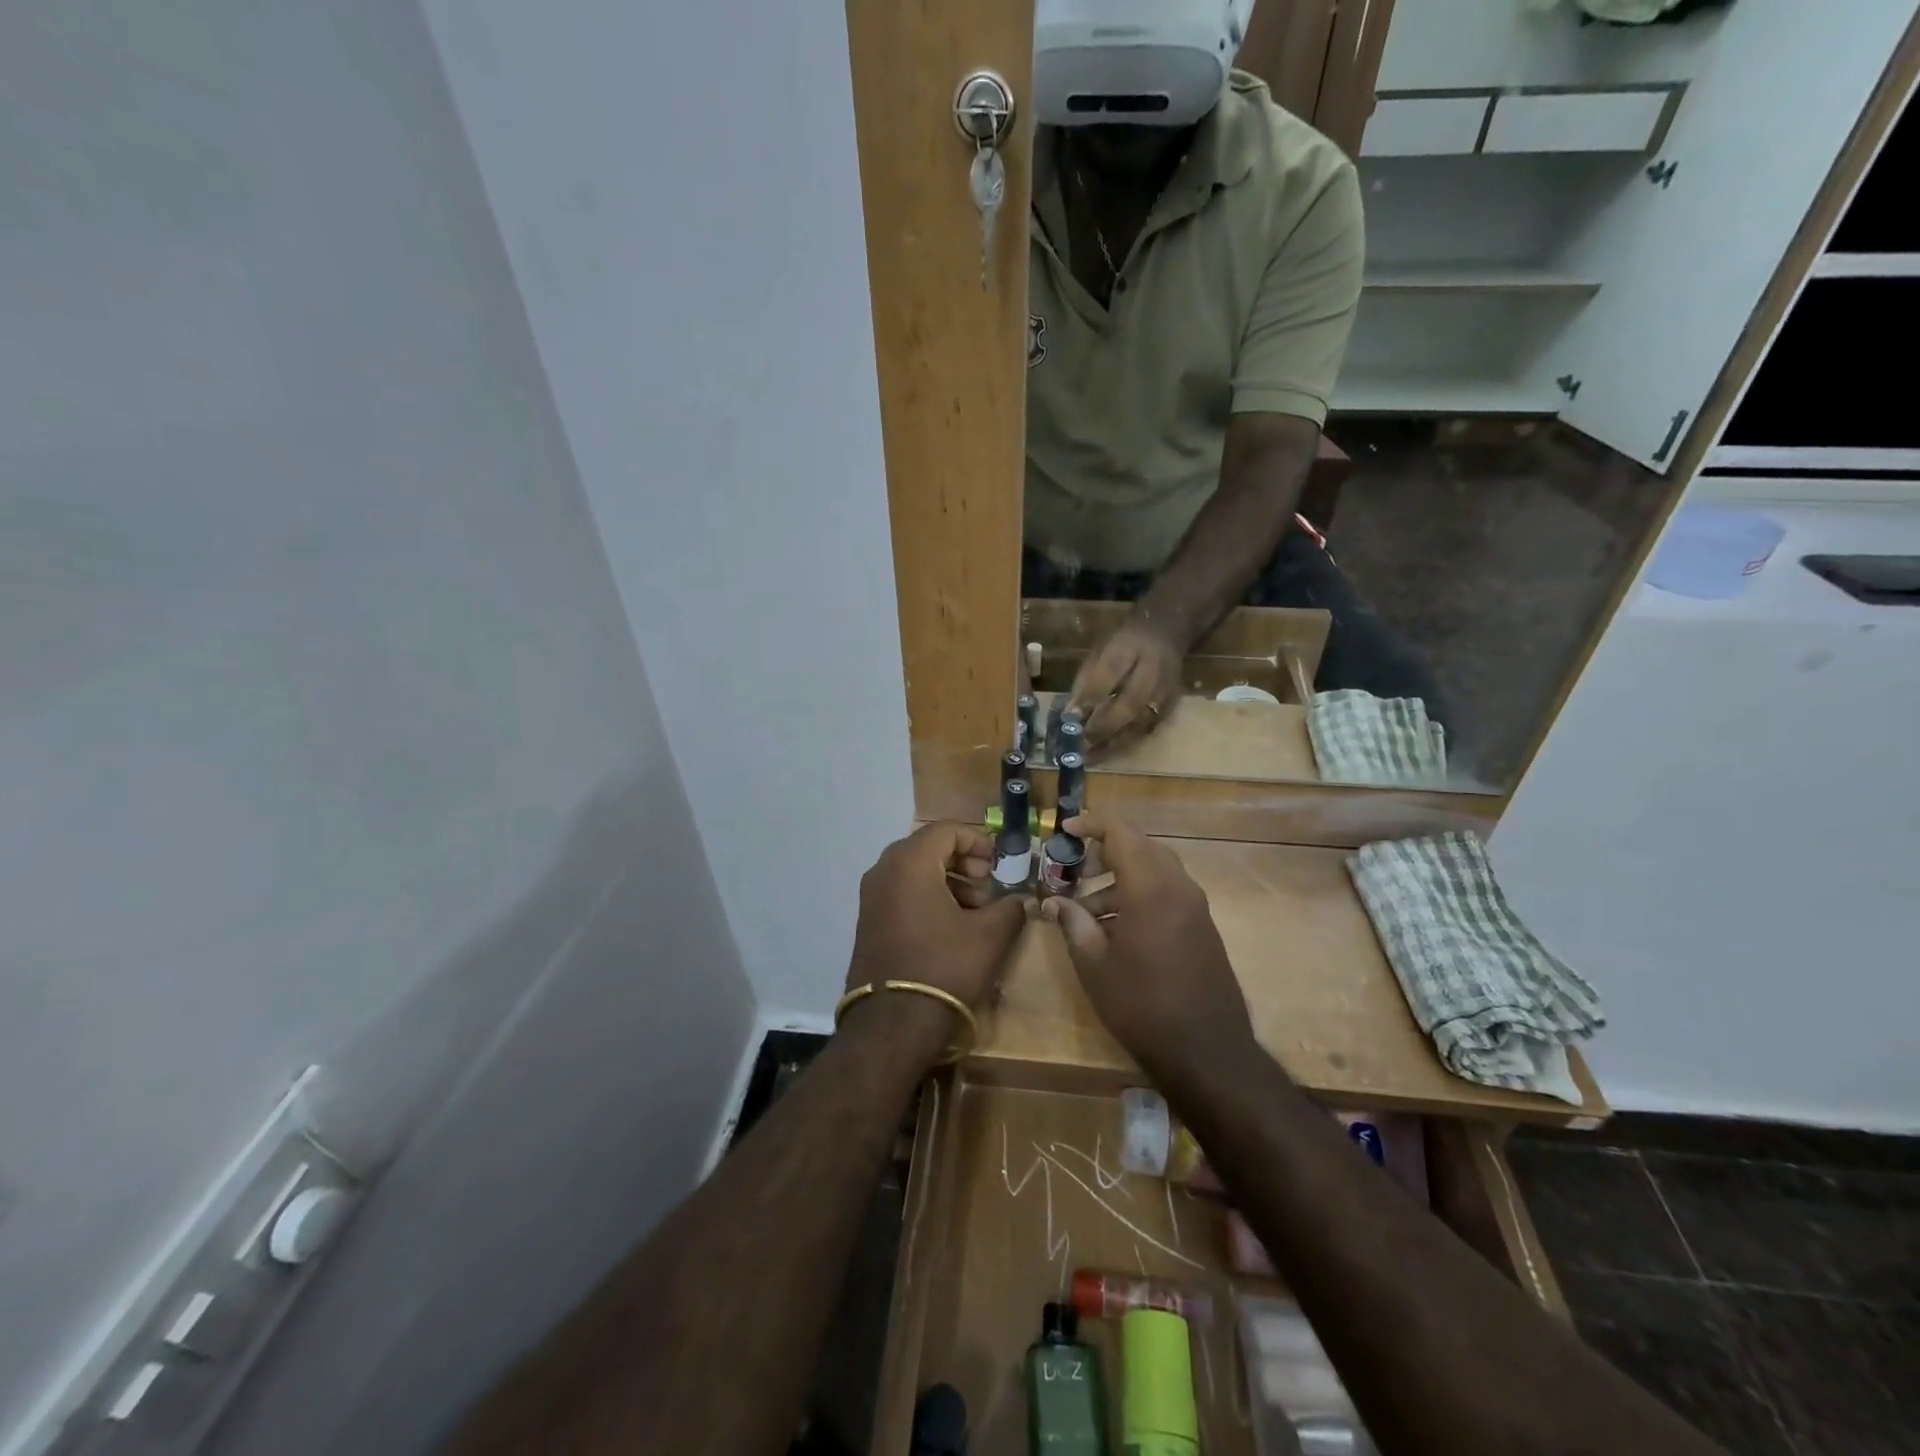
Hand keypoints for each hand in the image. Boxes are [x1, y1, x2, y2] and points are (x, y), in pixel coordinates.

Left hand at [846, 822, 1029, 1010]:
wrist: (892, 1024)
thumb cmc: (944, 967)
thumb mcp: (989, 936)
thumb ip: (1011, 908)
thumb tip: (1024, 899)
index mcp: (909, 862)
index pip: (946, 830)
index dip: (978, 841)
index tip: (1000, 863)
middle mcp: (883, 871)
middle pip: (929, 848)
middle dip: (964, 863)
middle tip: (989, 886)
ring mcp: (871, 897)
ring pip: (915, 872)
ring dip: (948, 882)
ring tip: (977, 911)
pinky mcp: (868, 921)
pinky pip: (901, 893)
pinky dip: (928, 898)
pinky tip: (952, 927)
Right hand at [1039, 811, 1253, 1076]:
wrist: (1207, 1052)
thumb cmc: (1142, 1005)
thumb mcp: (1094, 964)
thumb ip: (1073, 923)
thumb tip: (1054, 903)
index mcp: (1150, 888)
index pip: (1121, 832)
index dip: (1091, 824)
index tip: (1064, 830)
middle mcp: (1178, 887)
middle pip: (1140, 847)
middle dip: (1104, 852)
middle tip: (1073, 870)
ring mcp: (1195, 907)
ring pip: (1154, 870)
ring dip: (1120, 878)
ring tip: (1086, 910)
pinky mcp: (1202, 927)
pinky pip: (1167, 893)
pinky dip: (1140, 895)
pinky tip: (1116, 928)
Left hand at [1068, 614, 1184, 755]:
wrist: (1166, 633)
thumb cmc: (1123, 644)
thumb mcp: (1099, 651)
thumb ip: (1086, 680)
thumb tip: (1070, 713)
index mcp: (1129, 646)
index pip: (1110, 671)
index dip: (1091, 696)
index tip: (1070, 717)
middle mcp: (1153, 670)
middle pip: (1129, 704)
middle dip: (1101, 727)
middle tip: (1078, 746)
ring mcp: (1166, 691)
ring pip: (1140, 723)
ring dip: (1112, 743)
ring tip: (1088, 757)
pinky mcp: (1172, 707)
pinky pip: (1147, 731)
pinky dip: (1125, 744)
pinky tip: (1106, 752)